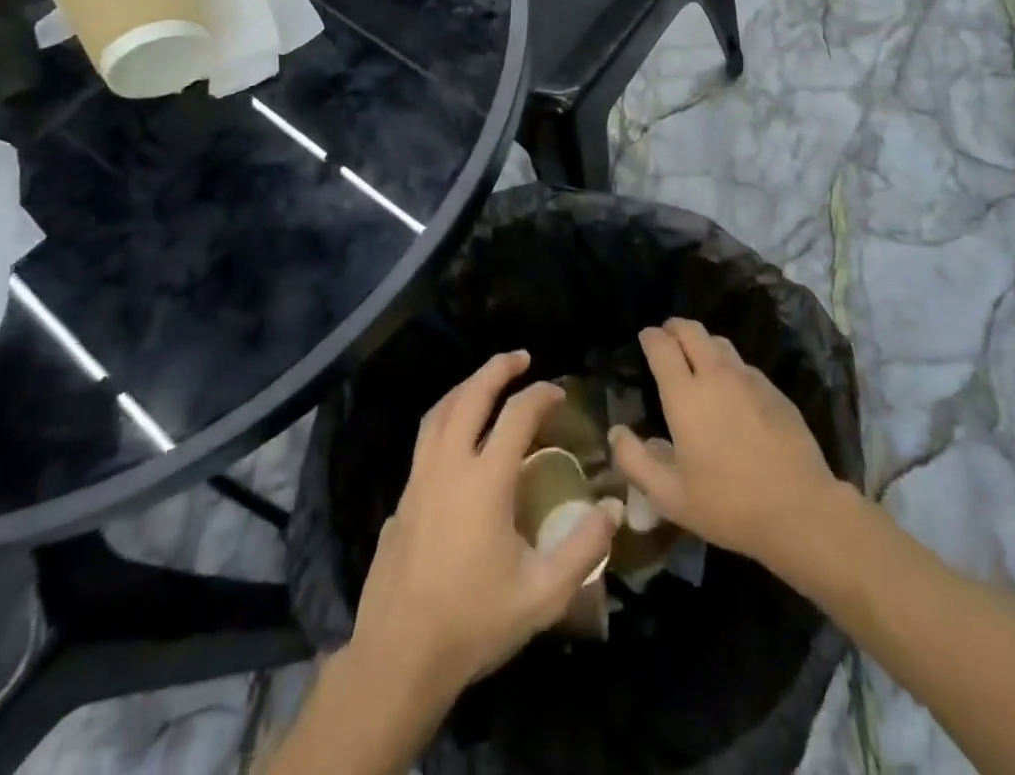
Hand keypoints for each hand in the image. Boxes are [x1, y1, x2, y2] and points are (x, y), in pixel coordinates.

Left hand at [348, 351, 620, 704]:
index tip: (559, 392)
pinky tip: (456, 439)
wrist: (399, 657)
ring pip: (439, 412)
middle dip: (497, 370)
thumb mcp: (542, 593)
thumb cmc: (474, 622)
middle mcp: (449, 465)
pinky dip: (445, 419)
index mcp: (485, 479)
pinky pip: (425, 440)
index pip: (517, 415)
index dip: (541, 395)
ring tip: (486, 382)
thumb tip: (615, 506)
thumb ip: (584, 547)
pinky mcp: (402, 498)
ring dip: (466, 388)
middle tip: (520, 358)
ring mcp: (419, 479)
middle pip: (470, 396)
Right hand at [611, 319, 848, 573]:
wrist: (800, 510)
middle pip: (692, 330)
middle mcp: (715, 375)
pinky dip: (728, 364)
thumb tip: (616, 431)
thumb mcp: (670, 496)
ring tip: (695, 359)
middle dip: (674, 328)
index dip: (650, 337)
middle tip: (666, 339)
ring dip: (702, 342)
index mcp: (685, 395)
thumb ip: (635, 461)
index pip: (662, 345)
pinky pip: (743, 364)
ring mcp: (749, 379)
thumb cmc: (728, 505)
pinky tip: (730, 389)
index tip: (645, 339)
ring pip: (720, 342)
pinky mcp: (774, 390)